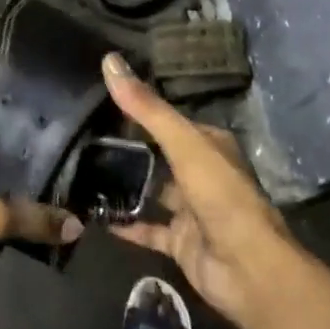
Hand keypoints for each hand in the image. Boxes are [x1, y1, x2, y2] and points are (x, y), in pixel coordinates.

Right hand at [102, 53, 296, 323]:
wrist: (247, 268)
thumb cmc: (220, 195)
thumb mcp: (183, 142)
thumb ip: (146, 108)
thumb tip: (109, 60)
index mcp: (210, 145)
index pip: (170, 121)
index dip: (139, 111)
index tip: (100, 101)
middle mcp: (201, 174)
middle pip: (159, 156)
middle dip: (128, 149)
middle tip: (83, 138)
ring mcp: (191, 210)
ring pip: (152, 192)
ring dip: (125, 186)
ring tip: (82, 171)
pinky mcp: (180, 242)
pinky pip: (146, 228)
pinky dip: (124, 223)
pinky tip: (94, 213)